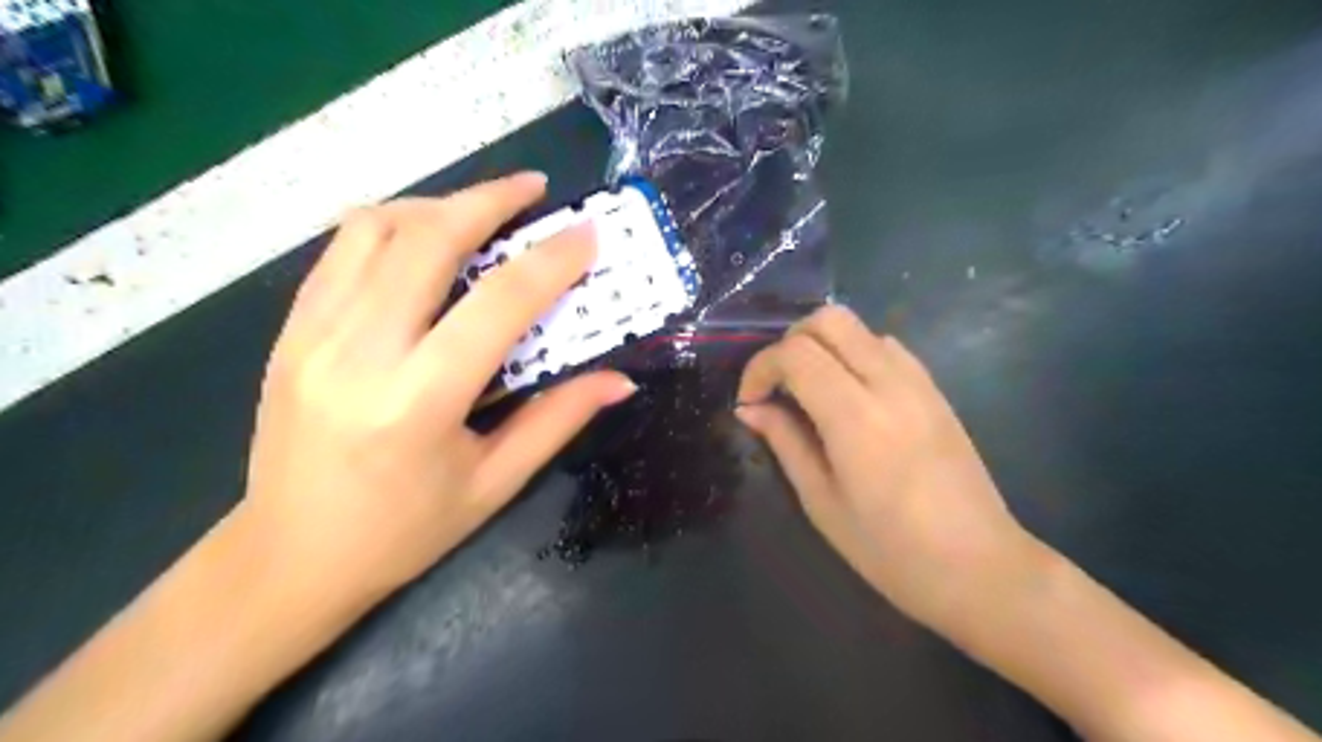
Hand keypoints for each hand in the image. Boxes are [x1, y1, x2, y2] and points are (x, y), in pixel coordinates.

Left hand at [241, 174, 636, 608]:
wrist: (290, 557)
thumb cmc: (404, 531)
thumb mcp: (494, 483)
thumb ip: (559, 419)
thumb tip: (620, 380)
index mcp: (419, 401)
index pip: (499, 304)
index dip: (551, 261)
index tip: (586, 235)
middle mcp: (360, 351)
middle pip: (427, 238)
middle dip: (489, 199)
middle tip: (534, 189)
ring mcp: (313, 333)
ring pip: (375, 228)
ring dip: (438, 204)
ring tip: (482, 211)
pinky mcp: (291, 330)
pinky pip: (342, 250)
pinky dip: (392, 225)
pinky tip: (425, 239)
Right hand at [738, 305, 1037, 629]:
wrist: (981, 568)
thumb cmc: (891, 550)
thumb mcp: (822, 502)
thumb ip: (785, 443)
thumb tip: (751, 409)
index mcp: (856, 416)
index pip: (795, 353)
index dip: (760, 368)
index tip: (750, 403)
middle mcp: (889, 383)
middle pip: (829, 319)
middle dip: (790, 341)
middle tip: (777, 385)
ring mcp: (919, 382)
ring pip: (859, 327)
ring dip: (823, 345)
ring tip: (809, 391)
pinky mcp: (935, 390)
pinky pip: (886, 346)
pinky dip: (854, 354)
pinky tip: (849, 395)